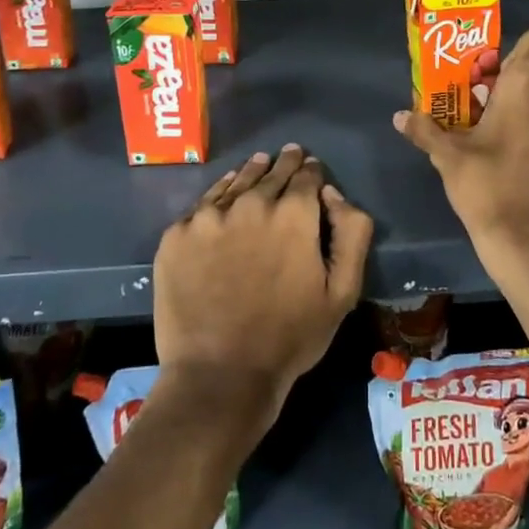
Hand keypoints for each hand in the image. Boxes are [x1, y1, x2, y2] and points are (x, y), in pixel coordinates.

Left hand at [152, 145, 372, 425]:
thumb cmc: (291, 336)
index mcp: (294, 214)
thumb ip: (351, 232)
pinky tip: (223, 197)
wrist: (220, 373)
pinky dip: (218, 196)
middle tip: (290, 154)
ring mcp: (208, 217)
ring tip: (258, 163)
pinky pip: (203, 204)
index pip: (307, 175)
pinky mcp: (176, 235)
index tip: (312, 167)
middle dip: (285, 164)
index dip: (312, 170)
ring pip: (236, 182)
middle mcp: (250, 203)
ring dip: (251, 172)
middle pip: (271, 173)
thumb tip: (331, 193)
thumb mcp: (344, 291)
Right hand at [394, 27, 528, 271]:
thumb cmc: (488, 187)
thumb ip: (426, 131)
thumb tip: (399, 116)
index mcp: (526, 86)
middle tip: (493, 102)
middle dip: (524, 80)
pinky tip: (527, 164)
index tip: (499, 67)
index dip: (523, 46)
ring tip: (508, 134)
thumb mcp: (449, 159)